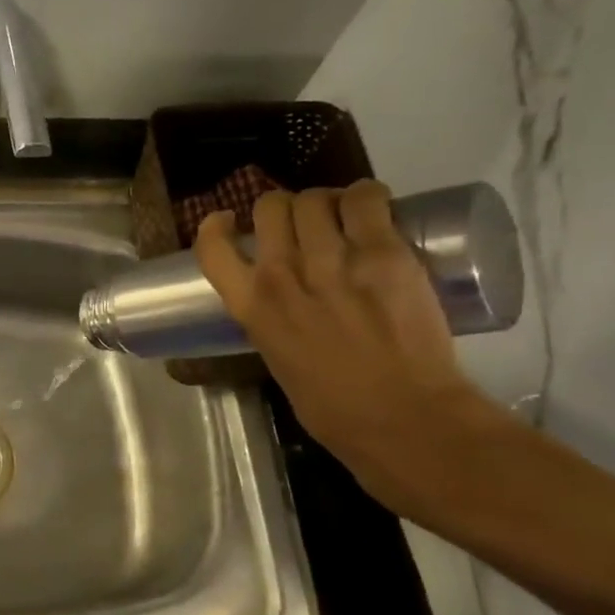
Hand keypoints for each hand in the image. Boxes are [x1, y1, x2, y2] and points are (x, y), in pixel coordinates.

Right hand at [193, 181, 501, 510]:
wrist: (402, 418)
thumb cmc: (334, 409)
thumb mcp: (279, 361)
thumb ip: (274, 323)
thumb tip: (288, 305)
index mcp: (252, 307)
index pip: (212, 248)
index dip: (216, 225)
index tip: (231, 221)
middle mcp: (282, 275)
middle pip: (271, 207)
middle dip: (285, 209)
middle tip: (306, 222)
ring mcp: (332, 260)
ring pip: (316, 199)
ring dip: (327, 201)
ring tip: (344, 216)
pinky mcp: (383, 253)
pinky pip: (367, 199)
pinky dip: (368, 196)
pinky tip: (373, 208)